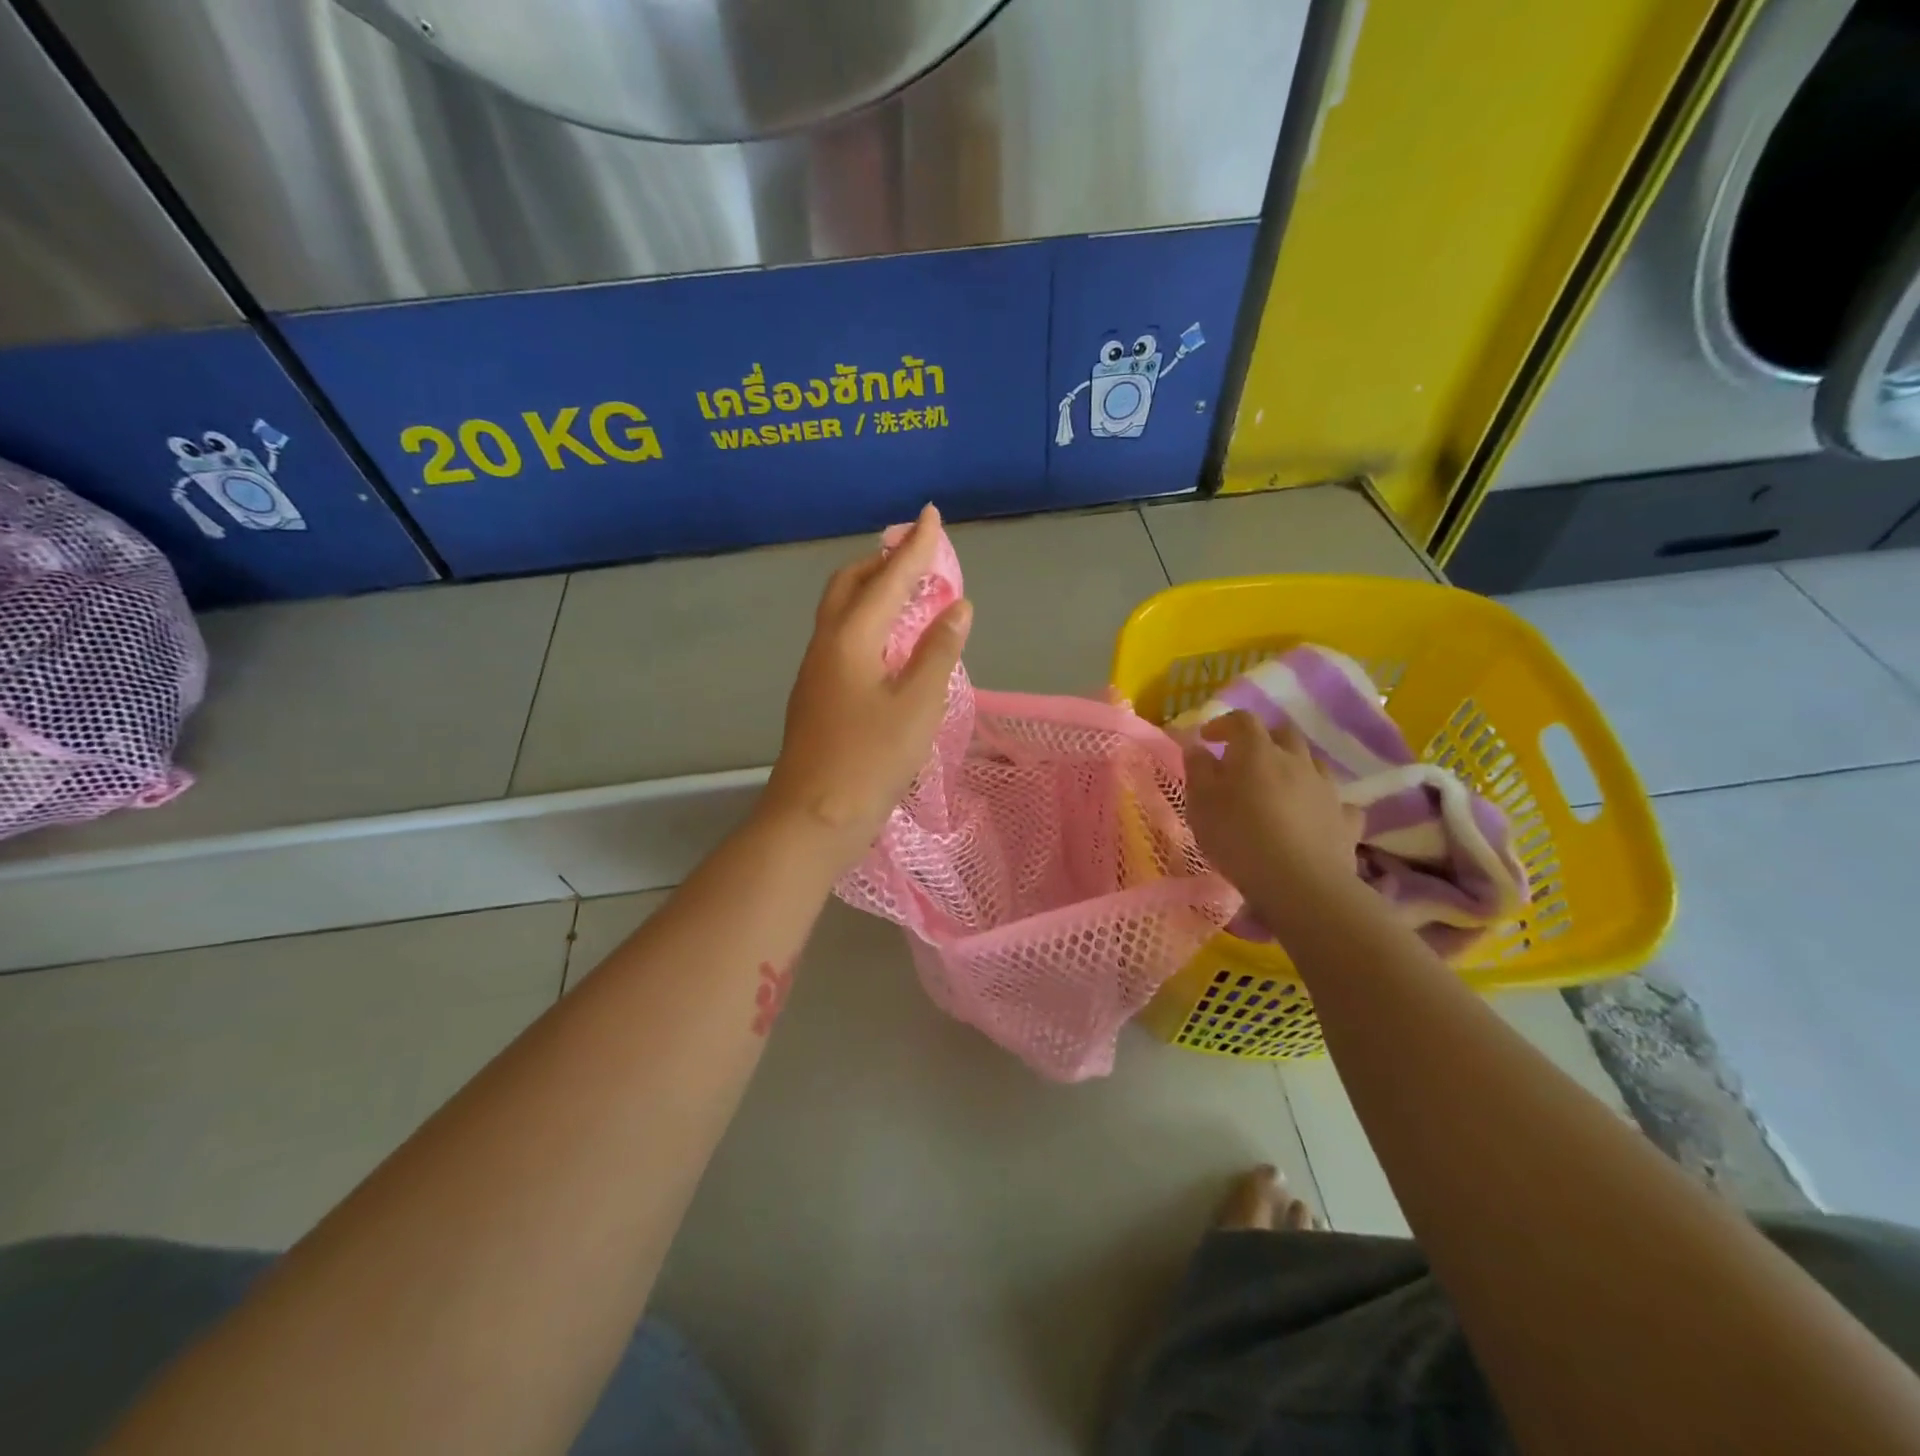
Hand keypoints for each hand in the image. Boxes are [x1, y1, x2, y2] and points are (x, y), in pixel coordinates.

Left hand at [761, 504, 971, 871]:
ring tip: (906, 593)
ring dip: (872, 591)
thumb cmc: (869, 760)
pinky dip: (867, 623)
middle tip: (915, 556)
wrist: (812, 818)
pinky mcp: (816, 696)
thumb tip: (956, 607)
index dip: (914, 547)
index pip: (888, 579)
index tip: (930, 515)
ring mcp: (816, 672)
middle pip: (849, 585)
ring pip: (841, 612)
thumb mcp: (917, 705)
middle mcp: (826, 645)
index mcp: (850, 638)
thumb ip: (938, 652)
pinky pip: (842, 639)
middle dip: (882, 562)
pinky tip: (889, 644)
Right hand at [1183, 712, 1362, 906]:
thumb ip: (1198, 770)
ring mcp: (1326, 788)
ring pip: (1313, 763)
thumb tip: (1197, 747)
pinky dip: (1322, 803)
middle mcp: (1296, 760)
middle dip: (1264, 740)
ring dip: (1294, 767)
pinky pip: (1337, 802)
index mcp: (1257, 751)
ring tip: (1278, 788)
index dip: (1223, 724)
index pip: (1242, 720)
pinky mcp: (1345, 819)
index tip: (1208, 739)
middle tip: (1244, 760)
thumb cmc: (1238, 838)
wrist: (1298, 882)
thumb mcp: (1200, 804)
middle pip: (1283, 734)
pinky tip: (1313, 817)